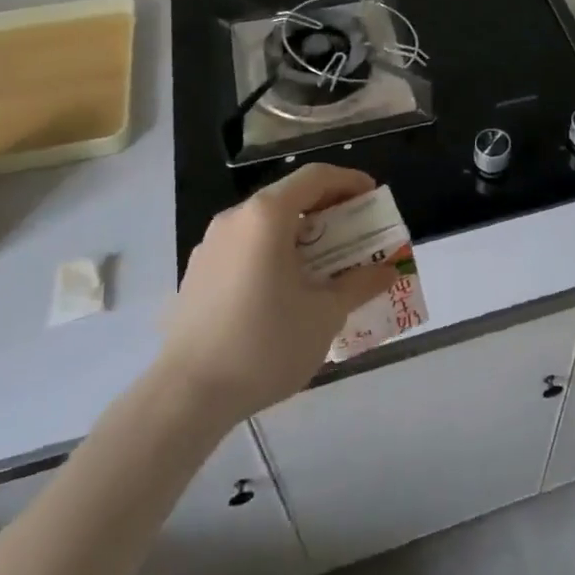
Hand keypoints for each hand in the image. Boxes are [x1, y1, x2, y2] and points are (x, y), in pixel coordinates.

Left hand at [160, 164, 397, 424]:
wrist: (186, 397)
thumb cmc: (264, 345)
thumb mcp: (325, 315)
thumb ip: (359, 285)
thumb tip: (387, 272)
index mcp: (266, 216)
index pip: (315, 177)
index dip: (349, 181)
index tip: (373, 197)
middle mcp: (235, 219)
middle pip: (289, 197)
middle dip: (327, 209)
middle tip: (356, 231)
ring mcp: (210, 245)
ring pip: (265, 224)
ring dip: (300, 233)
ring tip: (324, 263)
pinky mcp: (197, 273)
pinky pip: (245, 247)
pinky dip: (273, 252)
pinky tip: (285, 289)